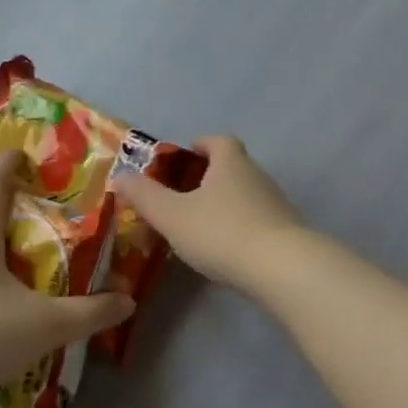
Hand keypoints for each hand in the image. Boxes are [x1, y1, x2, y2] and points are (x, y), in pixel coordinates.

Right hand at [111, 136, 305, 293]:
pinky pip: (258, 218)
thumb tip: (120, 176)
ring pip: (246, 193)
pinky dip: (241, 225)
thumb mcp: (172, 216)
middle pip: (234, 166)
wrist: (281, 266)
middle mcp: (257, 175)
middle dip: (211, 176)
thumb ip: (145, 196)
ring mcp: (276, 202)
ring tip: (201, 225)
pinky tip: (227, 248)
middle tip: (185, 195)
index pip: (219, 140)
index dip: (202, 144)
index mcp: (231, 162)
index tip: (186, 155)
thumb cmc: (221, 233)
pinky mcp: (286, 230)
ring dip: (226, 203)